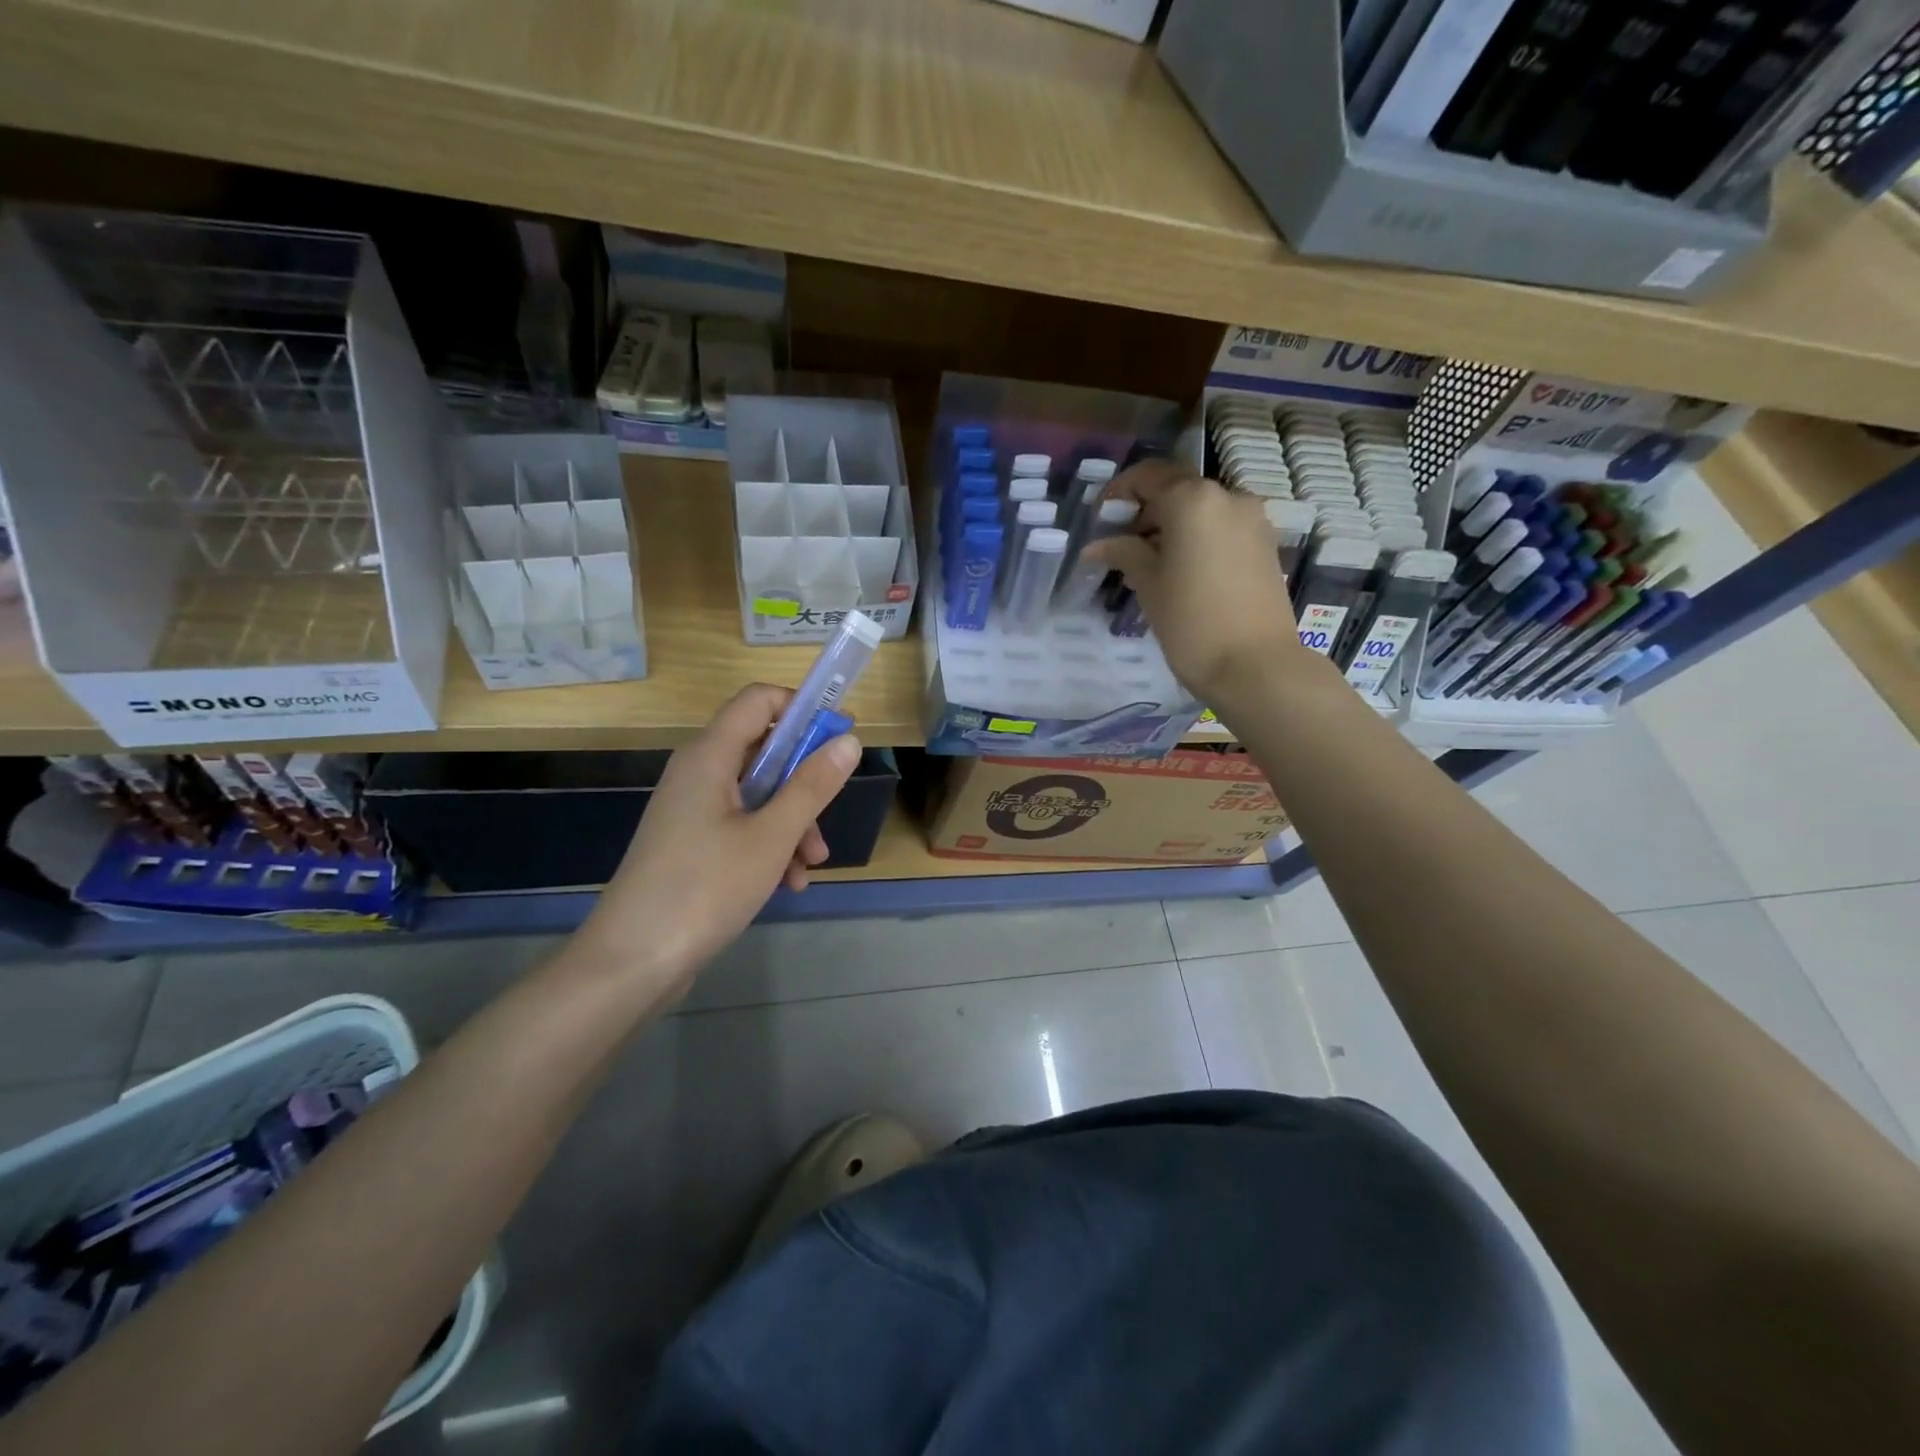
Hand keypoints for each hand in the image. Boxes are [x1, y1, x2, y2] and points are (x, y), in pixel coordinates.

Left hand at [575, 684, 859, 991]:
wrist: (632, 962)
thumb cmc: (705, 888)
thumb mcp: (772, 836)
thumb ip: (813, 786)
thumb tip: (847, 741)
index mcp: (709, 756)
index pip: (759, 700)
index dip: (802, 709)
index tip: (838, 739)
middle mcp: (697, 772)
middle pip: (763, 751)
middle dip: (804, 782)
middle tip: (828, 816)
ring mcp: (691, 810)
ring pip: (757, 795)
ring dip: (792, 822)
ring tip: (809, 867)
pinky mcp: (690, 843)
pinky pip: (740, 826)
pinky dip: (768, 845)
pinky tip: (786, 884)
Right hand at [1084, 460, 1302, 700]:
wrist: (1256, 666)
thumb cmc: (1191, 622)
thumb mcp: (1149, 584)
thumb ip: (1123, 553)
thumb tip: (1097, 545)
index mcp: (1193, 499)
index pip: (1147, 476)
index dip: (1118, 494)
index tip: (1099, 521)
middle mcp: (1228, 497)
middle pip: (1177, 489)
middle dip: (1144, 511)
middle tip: (1119, 546)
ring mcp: (1252, 520)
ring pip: (1200, 510)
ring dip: (1170, 526)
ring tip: (1147, 563)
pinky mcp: (1265, 545)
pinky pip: (1221, 528)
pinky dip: (1196, 538)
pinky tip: (1180, 570)